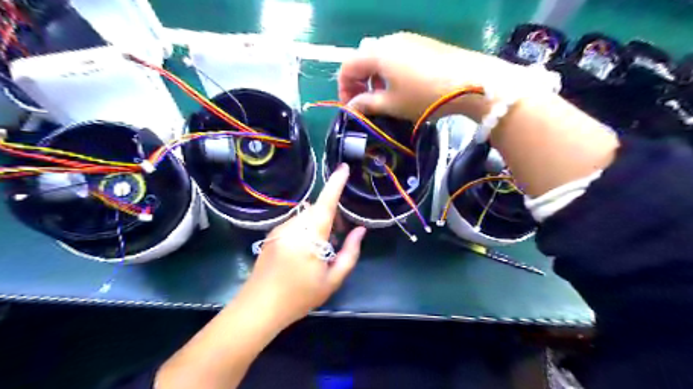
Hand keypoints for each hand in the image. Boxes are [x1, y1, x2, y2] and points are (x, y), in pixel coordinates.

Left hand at [241, 163, 366, 326]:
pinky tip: (307, 250)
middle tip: (341, 235)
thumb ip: (350, 253)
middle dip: (332, 215)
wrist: (258, 308)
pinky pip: (296, 223)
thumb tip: (360, 230)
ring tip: (324, 247)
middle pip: (317, 210)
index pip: (325, 204)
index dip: (335, 184)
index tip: (344, 168)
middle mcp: (292, 227)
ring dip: (320, 223)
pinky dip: (307, 228)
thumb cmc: (299, 297)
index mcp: (309, 237)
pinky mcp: (273, 234)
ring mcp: (280, 229)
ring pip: (307, 216)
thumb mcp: (332, 280)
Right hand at [338, 32, 516, 121]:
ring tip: (384, 99)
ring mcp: (408, 40)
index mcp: (377, 53)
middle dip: (358, 83)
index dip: (343, 89)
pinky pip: (396, 57)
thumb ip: (367, 104)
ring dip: (374, 79)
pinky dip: (390, 73)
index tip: (350, 108)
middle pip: (362, 60)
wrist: (471, 82)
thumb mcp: (392, 104)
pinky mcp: (422, 45)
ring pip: (379, 58)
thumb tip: (352, 106)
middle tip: (365, 105)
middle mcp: (389, 41)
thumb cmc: (424, 96)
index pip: (346, 67)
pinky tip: (401, 89)